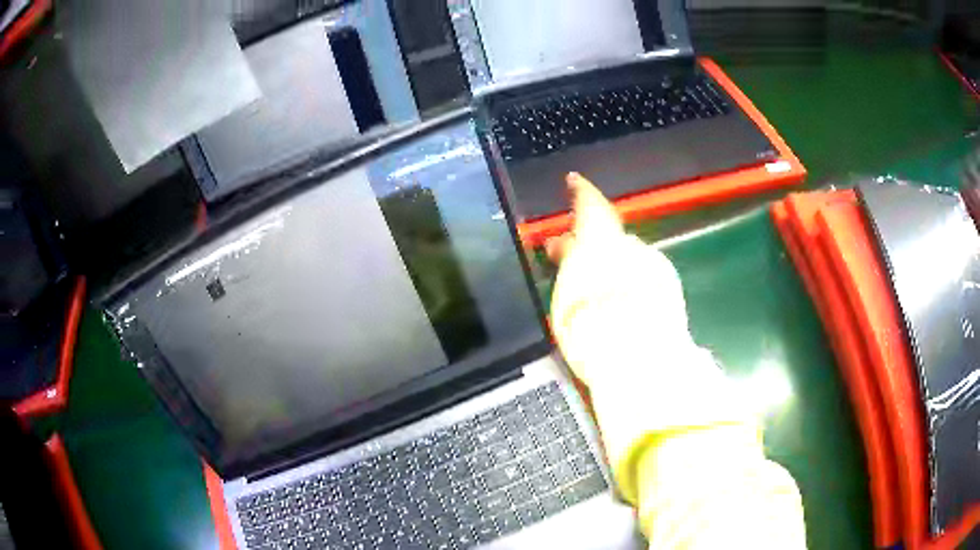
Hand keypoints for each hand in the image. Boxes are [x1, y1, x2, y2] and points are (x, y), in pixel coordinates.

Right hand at [545, 173, 690, 391]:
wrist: (641, 361)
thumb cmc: (593, 328)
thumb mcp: (566, 293)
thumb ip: (570, 261)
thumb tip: (568, 246)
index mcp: (603, 241)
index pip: (592, 205)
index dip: (581, 192)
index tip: (574, 181)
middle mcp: (633, 247)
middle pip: (610, 235)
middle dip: (588, 241)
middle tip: (565, 254)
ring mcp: (656, 267)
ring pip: (628, 257)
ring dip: (610, 264)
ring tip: (591, 286)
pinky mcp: (670, 289)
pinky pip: (644, 275)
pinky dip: (629, 281)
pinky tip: (620, 302)